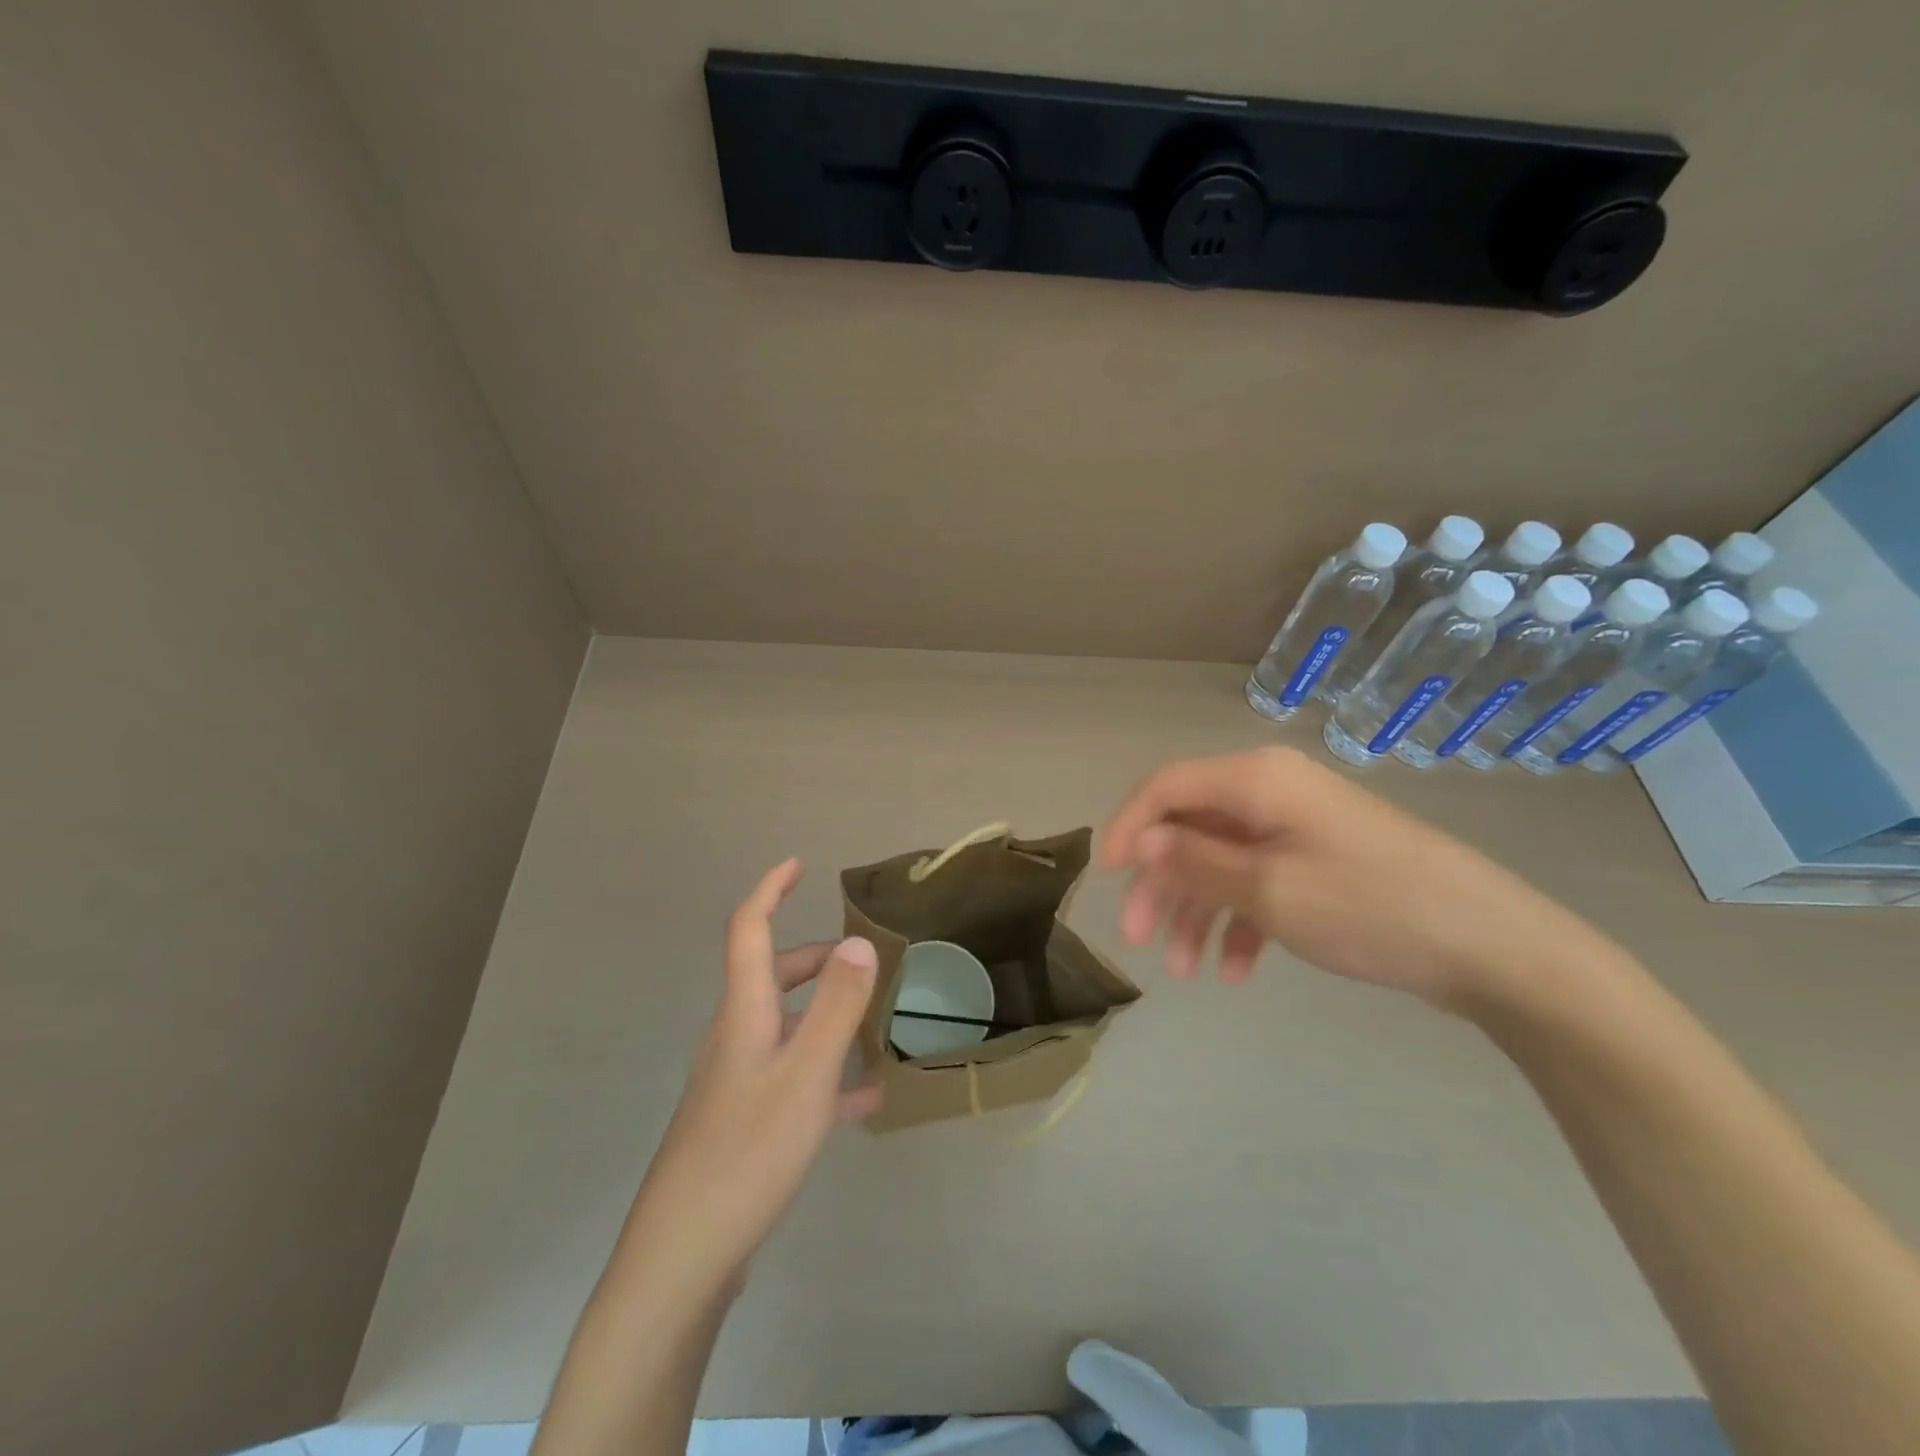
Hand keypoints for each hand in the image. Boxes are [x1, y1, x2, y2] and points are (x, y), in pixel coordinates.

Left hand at [626, 859, 880, 1289]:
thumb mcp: (806, 1073)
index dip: (769, 891)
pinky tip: (863, 1098)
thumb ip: (836, 1006)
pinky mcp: (744, 1122)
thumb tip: (859, 942)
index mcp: (744, 1013)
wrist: (684, 1257)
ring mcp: (737, 1082)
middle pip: (770, 976)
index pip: (748, 930)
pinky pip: (791, 1077)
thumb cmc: (748, 1151)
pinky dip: (825, 1073)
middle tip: (861, 963)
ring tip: (872, 1026)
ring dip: (824, 1015)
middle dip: (814, 959)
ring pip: (784, 1026)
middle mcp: (735, 1038)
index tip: (797, 865)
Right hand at [1101, 747, 1600, 1011]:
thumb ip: (1196, 862)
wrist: (1493, 948)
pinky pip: (1261, 882)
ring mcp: (1299, 828)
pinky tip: (1235, 971)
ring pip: (1222, 861)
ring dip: (1197, 911)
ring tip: (1185, 971)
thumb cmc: (1369, 907)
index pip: (1167, 787)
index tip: (1107, 878)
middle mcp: (1272, 792)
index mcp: (1257, 780)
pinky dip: (1240, 921)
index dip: (1129, 826)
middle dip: (1161, 883)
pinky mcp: (1320, 862)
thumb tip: (1142, 841)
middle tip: (1138, 937)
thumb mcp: (1269, 889)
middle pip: (1192, 828)